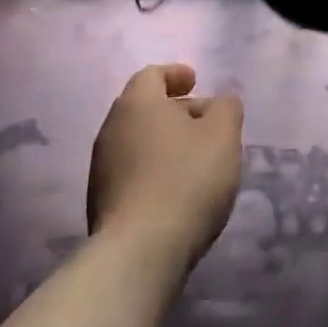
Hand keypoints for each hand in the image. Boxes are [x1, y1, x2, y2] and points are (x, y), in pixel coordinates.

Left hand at [88, 64, 242, 268]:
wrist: (139, 252)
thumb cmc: (186, 179)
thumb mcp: (223, 135)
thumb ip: (226, 108)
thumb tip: (219, 101)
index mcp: (137, 104)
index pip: (152, 74)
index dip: (176, 74)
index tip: (196, 81)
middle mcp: (111, 129)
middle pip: (143, 108)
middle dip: (175, 110)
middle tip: (205, 122)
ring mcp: (101, 168)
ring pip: (137, 141)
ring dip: (164, 142)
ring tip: (195, 159)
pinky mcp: (101, 203)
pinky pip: (132, 171)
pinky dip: (154, 169)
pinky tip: (176, 190)